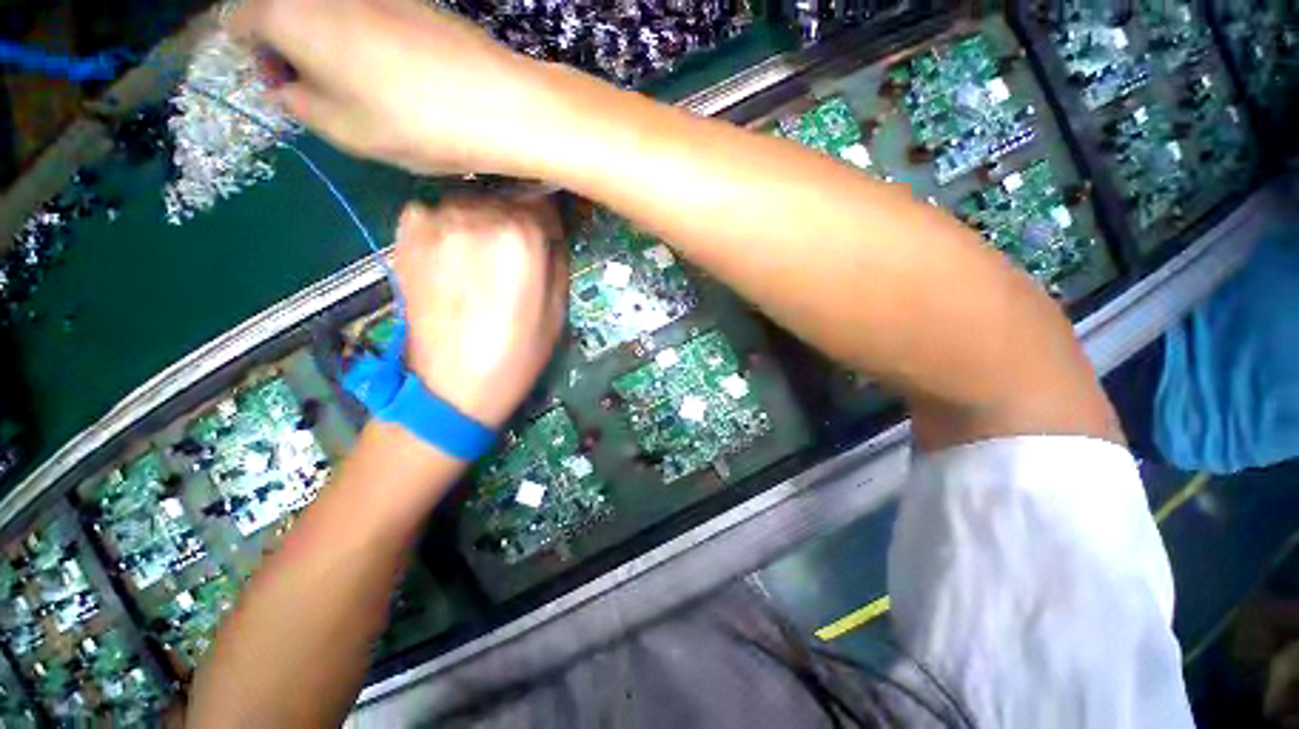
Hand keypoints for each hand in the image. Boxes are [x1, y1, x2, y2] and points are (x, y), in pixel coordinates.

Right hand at [229, 0, 565, 174]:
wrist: (499, 103)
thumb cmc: (414, 121)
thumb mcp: (343, 129)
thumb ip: (299, 103)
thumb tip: (289, 87)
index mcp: (289, 11)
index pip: (238, 18)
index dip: (254, 53)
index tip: (285, 85)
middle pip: (284, 9)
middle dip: (291, 47)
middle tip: (325, 92)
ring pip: (328, 12)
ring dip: (331, 44)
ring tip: (368, 90)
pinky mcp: (413, 0)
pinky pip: (368, 15)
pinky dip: (366, 39)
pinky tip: (399, 76)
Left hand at [392, 199, 566, 429]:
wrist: (453, 385)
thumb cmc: (519, 352)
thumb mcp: (559, 308)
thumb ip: (557, 258)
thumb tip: (551, 231)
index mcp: (522, 234)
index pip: (543, 201)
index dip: (547, 223)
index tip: (546, 240)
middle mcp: (478, 213)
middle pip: (507, 200)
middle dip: (515, 222)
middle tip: (513, 258)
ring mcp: (436, 219)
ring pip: (472, 204)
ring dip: (481, 224)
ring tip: (480, 262)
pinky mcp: (407, 232)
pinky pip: (436, 213)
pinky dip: (448, 228)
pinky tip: (451, 260)